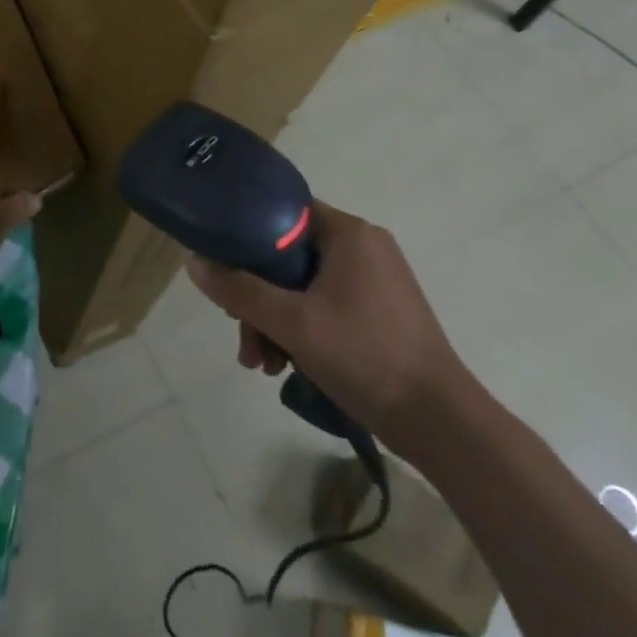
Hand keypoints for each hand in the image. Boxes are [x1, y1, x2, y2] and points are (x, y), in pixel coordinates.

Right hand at [185, 202, 470, 452]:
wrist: (442, 425)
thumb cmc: (365, 357)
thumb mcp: (292, 323)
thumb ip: (239, 290)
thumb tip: (194, 263)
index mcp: (349, 233)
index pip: (284, 212)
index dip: (247, 235)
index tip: (225, 270)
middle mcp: (365, 246)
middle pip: (290, 256)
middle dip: (259, 297)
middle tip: (243, 337)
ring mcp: (377, 280)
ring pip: (305, 286)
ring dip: (276, 321)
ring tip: (263, 365)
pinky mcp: (382, 311)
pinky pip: (327, 305)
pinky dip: (303, 329)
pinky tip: (288, 366)